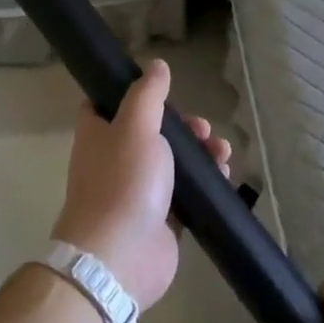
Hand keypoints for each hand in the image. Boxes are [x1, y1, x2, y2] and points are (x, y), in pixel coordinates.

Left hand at [52, 58, 230, 309]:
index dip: (132, 94)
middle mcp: (115, 160)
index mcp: (99, 135)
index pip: (107, 105)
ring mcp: (139, 192)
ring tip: (222, 153)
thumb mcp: (135, 126)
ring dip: (200, 153)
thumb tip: (156, 65)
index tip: (162, 91)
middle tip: (202, 129)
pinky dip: (206, 183)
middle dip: (182, 127)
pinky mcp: (162, 220)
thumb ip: (147, 95)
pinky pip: (187, 194)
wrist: (121, 256)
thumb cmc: (123, 182)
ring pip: (173, 163)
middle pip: (151, 133)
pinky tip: (224, 177)